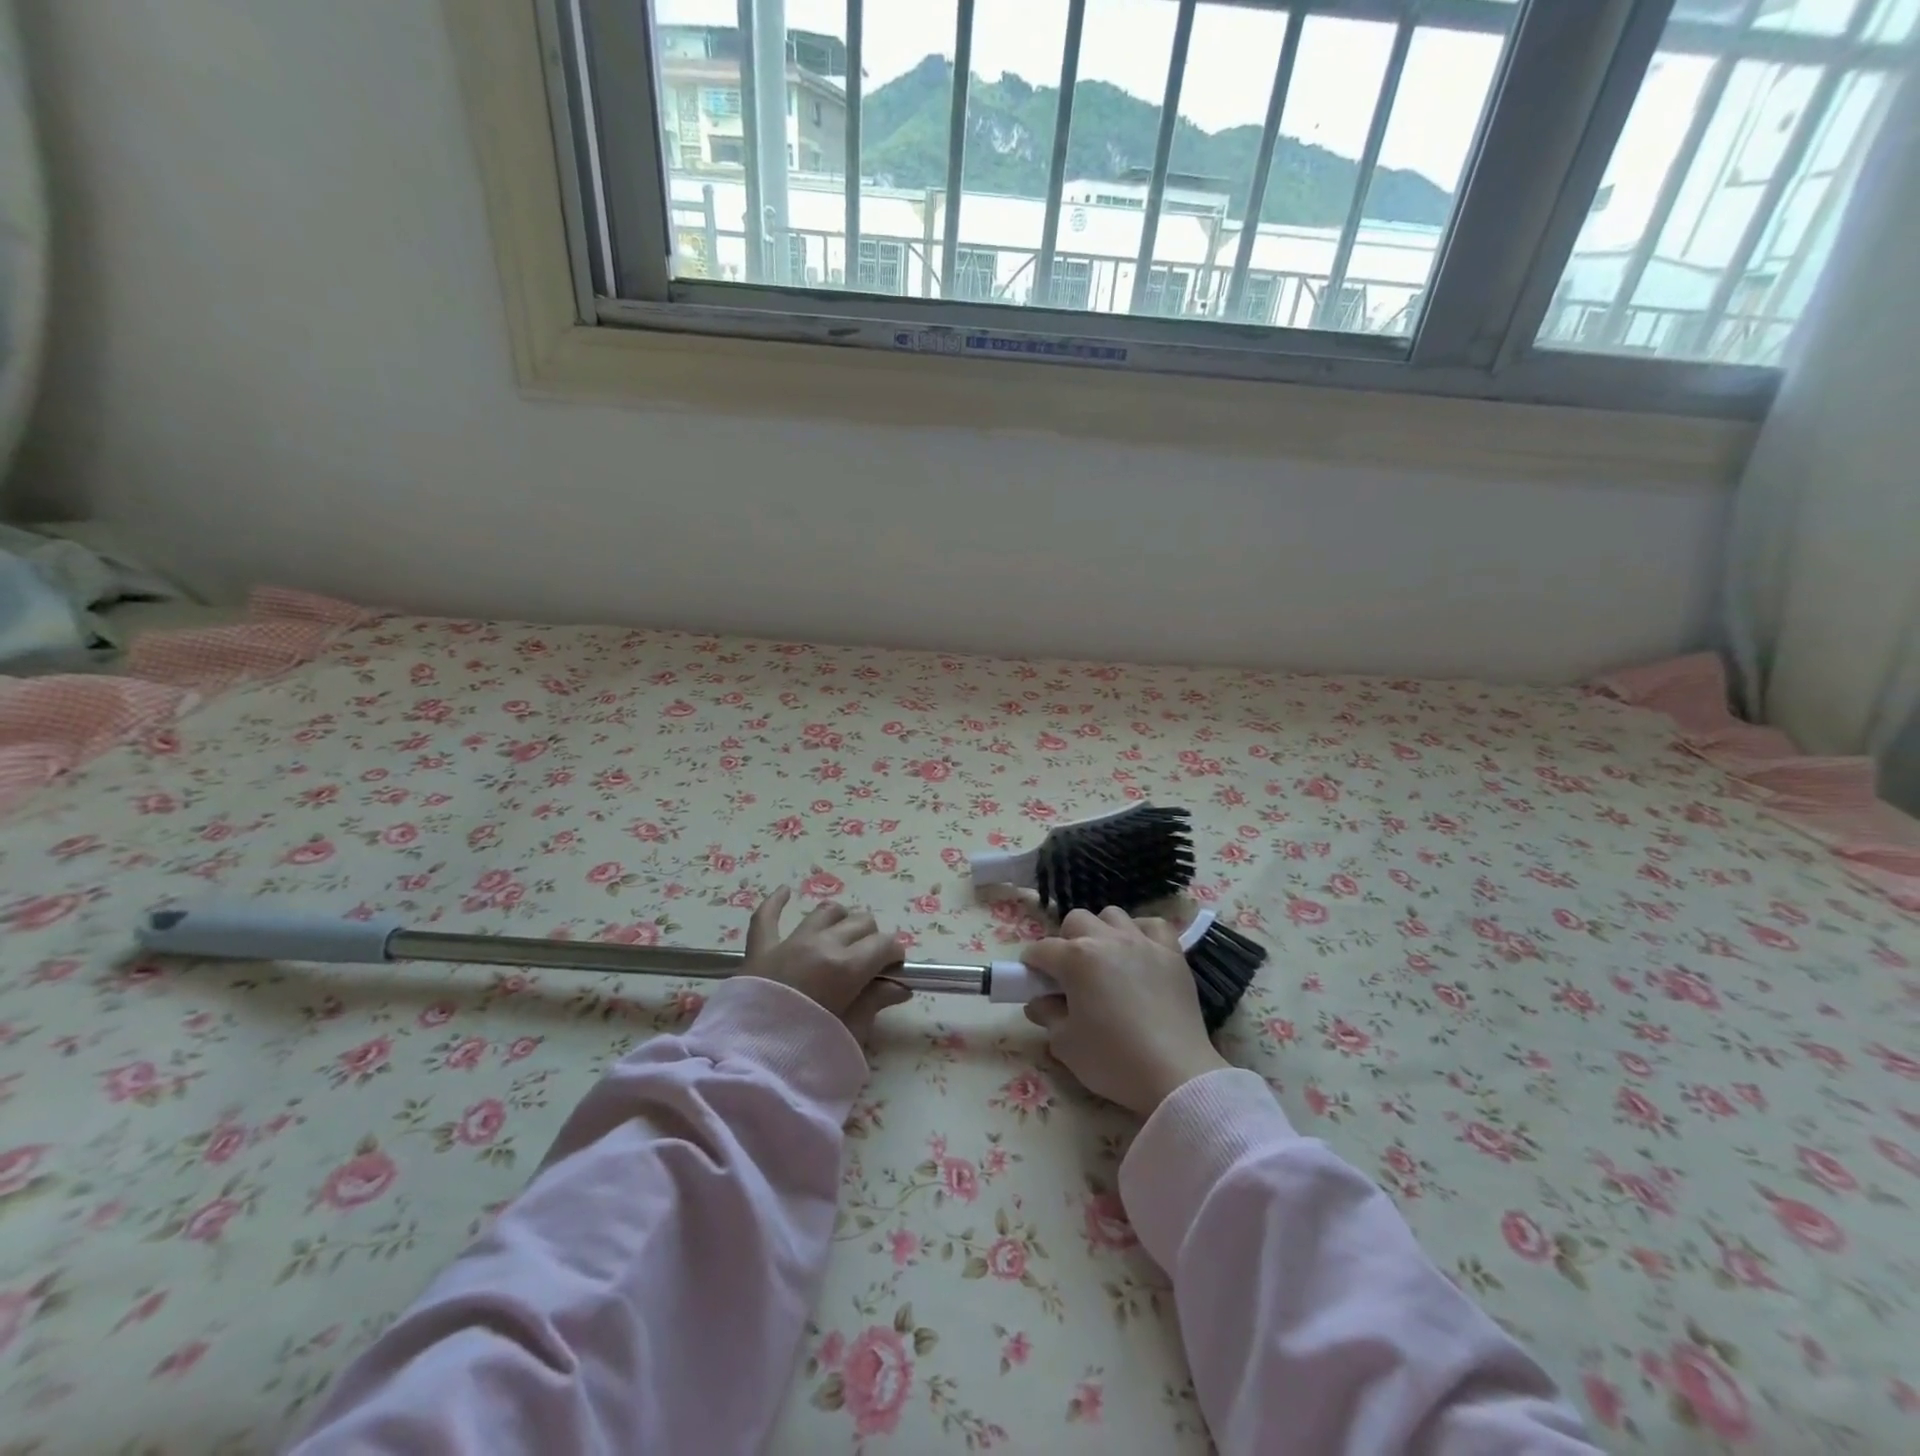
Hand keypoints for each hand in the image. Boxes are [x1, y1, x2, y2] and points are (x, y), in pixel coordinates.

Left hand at [742, 887, 910, 1040]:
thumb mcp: (850, 1032)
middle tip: (868, 965)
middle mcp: (821, 944)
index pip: (885, 944)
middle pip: (860, 922)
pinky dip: (777, 902)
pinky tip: (786, 892)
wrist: (746, 1064)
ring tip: (841, 939)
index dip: (894, 956)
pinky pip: (767, 916)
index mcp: (847, 967)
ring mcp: (790, 942)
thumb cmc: (805, 1052)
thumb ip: (874, 1003)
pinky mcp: (760, 948)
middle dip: (872, 939)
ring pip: (826, 911)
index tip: (893, 972)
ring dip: (840, 921)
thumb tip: (900, 987)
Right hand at [1022, 907, 1229, 1117]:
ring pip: (1113, 916)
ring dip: (1102, 932)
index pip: (1041, 950)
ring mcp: (1142, 942)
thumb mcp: (1065, 1044)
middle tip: (1070, 974)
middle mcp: (1107, 940)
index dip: (1031, 966)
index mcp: (1076, 958)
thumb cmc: (1113, 1060)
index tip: (1032, 982)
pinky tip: (1139, 954)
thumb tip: (1039, 1002)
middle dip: (1066, 942)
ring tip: (1106, 961)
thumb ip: (1047, 1015)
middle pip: (1076, 921)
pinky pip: (1153, 926)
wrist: (1175, 1075)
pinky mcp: (1172, 953)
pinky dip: (1142, 933)